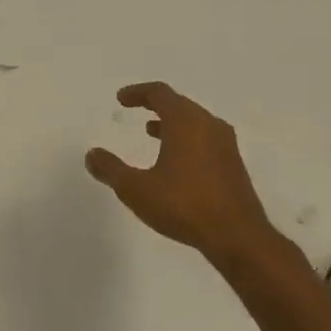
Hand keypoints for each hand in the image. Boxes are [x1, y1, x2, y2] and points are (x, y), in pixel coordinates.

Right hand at [85, 83, 273, 259]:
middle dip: (155, 105)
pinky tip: (175, 162)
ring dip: (171, 123)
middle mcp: (208, 125)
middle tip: (135, 110)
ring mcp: (225, 145)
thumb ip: (111, 169)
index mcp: (185, 121)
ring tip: (151, 132)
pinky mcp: (233, 166)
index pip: (159, 93)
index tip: (121, 99)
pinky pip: (205, 139)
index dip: (137, 92)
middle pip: (179, 104)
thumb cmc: (184, 205)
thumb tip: (92, 154)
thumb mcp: (136, 189)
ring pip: (195, 122)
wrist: (238, 237)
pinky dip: (186, 139)